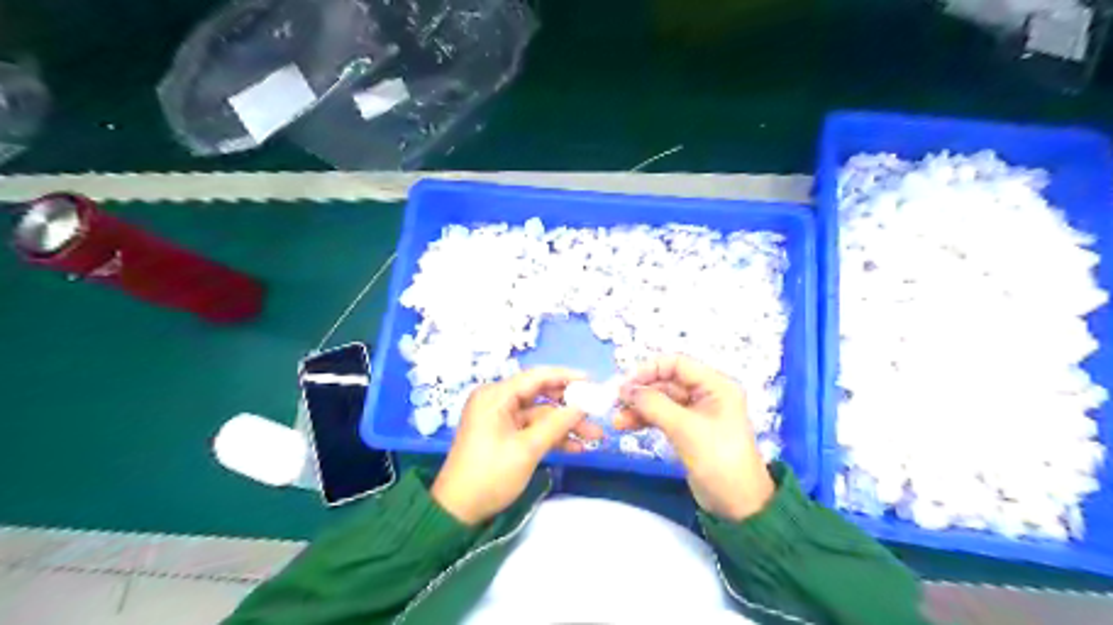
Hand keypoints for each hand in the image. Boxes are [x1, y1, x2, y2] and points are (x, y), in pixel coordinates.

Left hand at [429, 369, 604, 524]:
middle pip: (541, 395)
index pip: (536, 377)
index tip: (593, 382)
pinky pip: (532, 428)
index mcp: (496, 396)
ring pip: (540, 414)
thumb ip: (558, 423)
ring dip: (565, 425)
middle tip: (597, 411)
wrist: (458, 511)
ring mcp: (500, 418)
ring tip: (595, 436)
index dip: (566, 377)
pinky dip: (551, 436)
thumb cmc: (490, 474)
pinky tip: (576, 447)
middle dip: (569, 406)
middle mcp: (497, 401)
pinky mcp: (504, 435)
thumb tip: (584, 405)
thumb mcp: (527, 449)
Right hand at [618, 354, 775, 519]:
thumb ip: (655, 405)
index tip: (625, 384)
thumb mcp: (686, 429)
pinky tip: (626, 425)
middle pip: (666, 381)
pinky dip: (644, 419)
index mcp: (715, 385)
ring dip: (639, 407)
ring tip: (617, 420)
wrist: (738, 506)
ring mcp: (696, 412)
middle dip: (641, 391)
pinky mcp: (687, 430)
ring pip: (661, 400)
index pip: (677, 363)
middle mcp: (706, 393)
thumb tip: (626, 389)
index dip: (649, 369)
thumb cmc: (719, 460)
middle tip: (616, 402)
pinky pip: (661, 416)